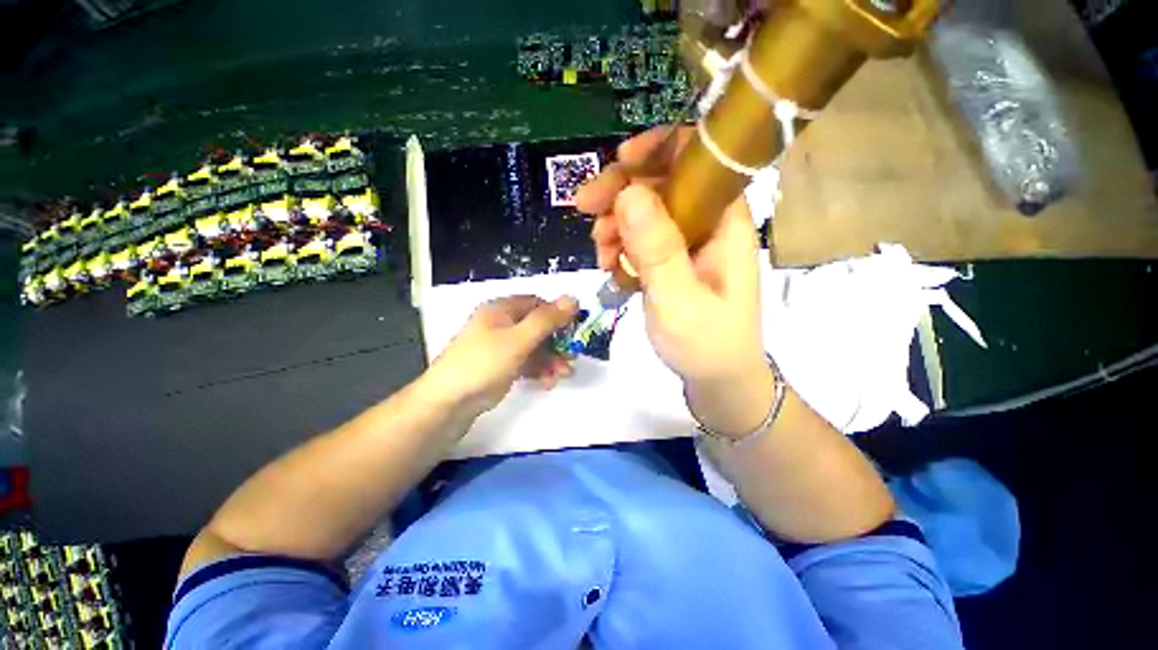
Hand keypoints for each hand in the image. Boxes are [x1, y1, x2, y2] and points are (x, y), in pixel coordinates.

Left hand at [424, 295, 578, 415]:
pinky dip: (539, 370)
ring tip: (562, 375)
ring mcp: (502, 346)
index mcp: (502, 310)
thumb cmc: (484, 362)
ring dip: (551, 360)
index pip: (537, 304)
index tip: (573, 330)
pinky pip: (527, 362)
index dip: (557, 315)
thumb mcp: (518, 339)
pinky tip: (547, 383)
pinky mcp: (502, 365)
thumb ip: (547, 320)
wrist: (449, 401)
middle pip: (538, 327)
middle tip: (571, 358)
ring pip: (535, 347)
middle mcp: (502, 324)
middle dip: (557, 343)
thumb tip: (573, 299)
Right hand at [575, 126, 765, 385]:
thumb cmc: (707, 344)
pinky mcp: (671, 262)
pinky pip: (640, 240)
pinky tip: (612, 269)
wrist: (717, 380)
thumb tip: (628, 193)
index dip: (659, 148)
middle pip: (662, 182)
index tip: (619, 163)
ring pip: (645, 212)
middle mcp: (708, 223)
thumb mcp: (679, 299)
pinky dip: (620, 248)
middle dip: (621, 191)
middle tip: (584, 208)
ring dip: (615, 225)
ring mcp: (687, 243)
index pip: (699, 158)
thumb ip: (657, 248)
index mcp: (725, 221)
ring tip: (602, 256)